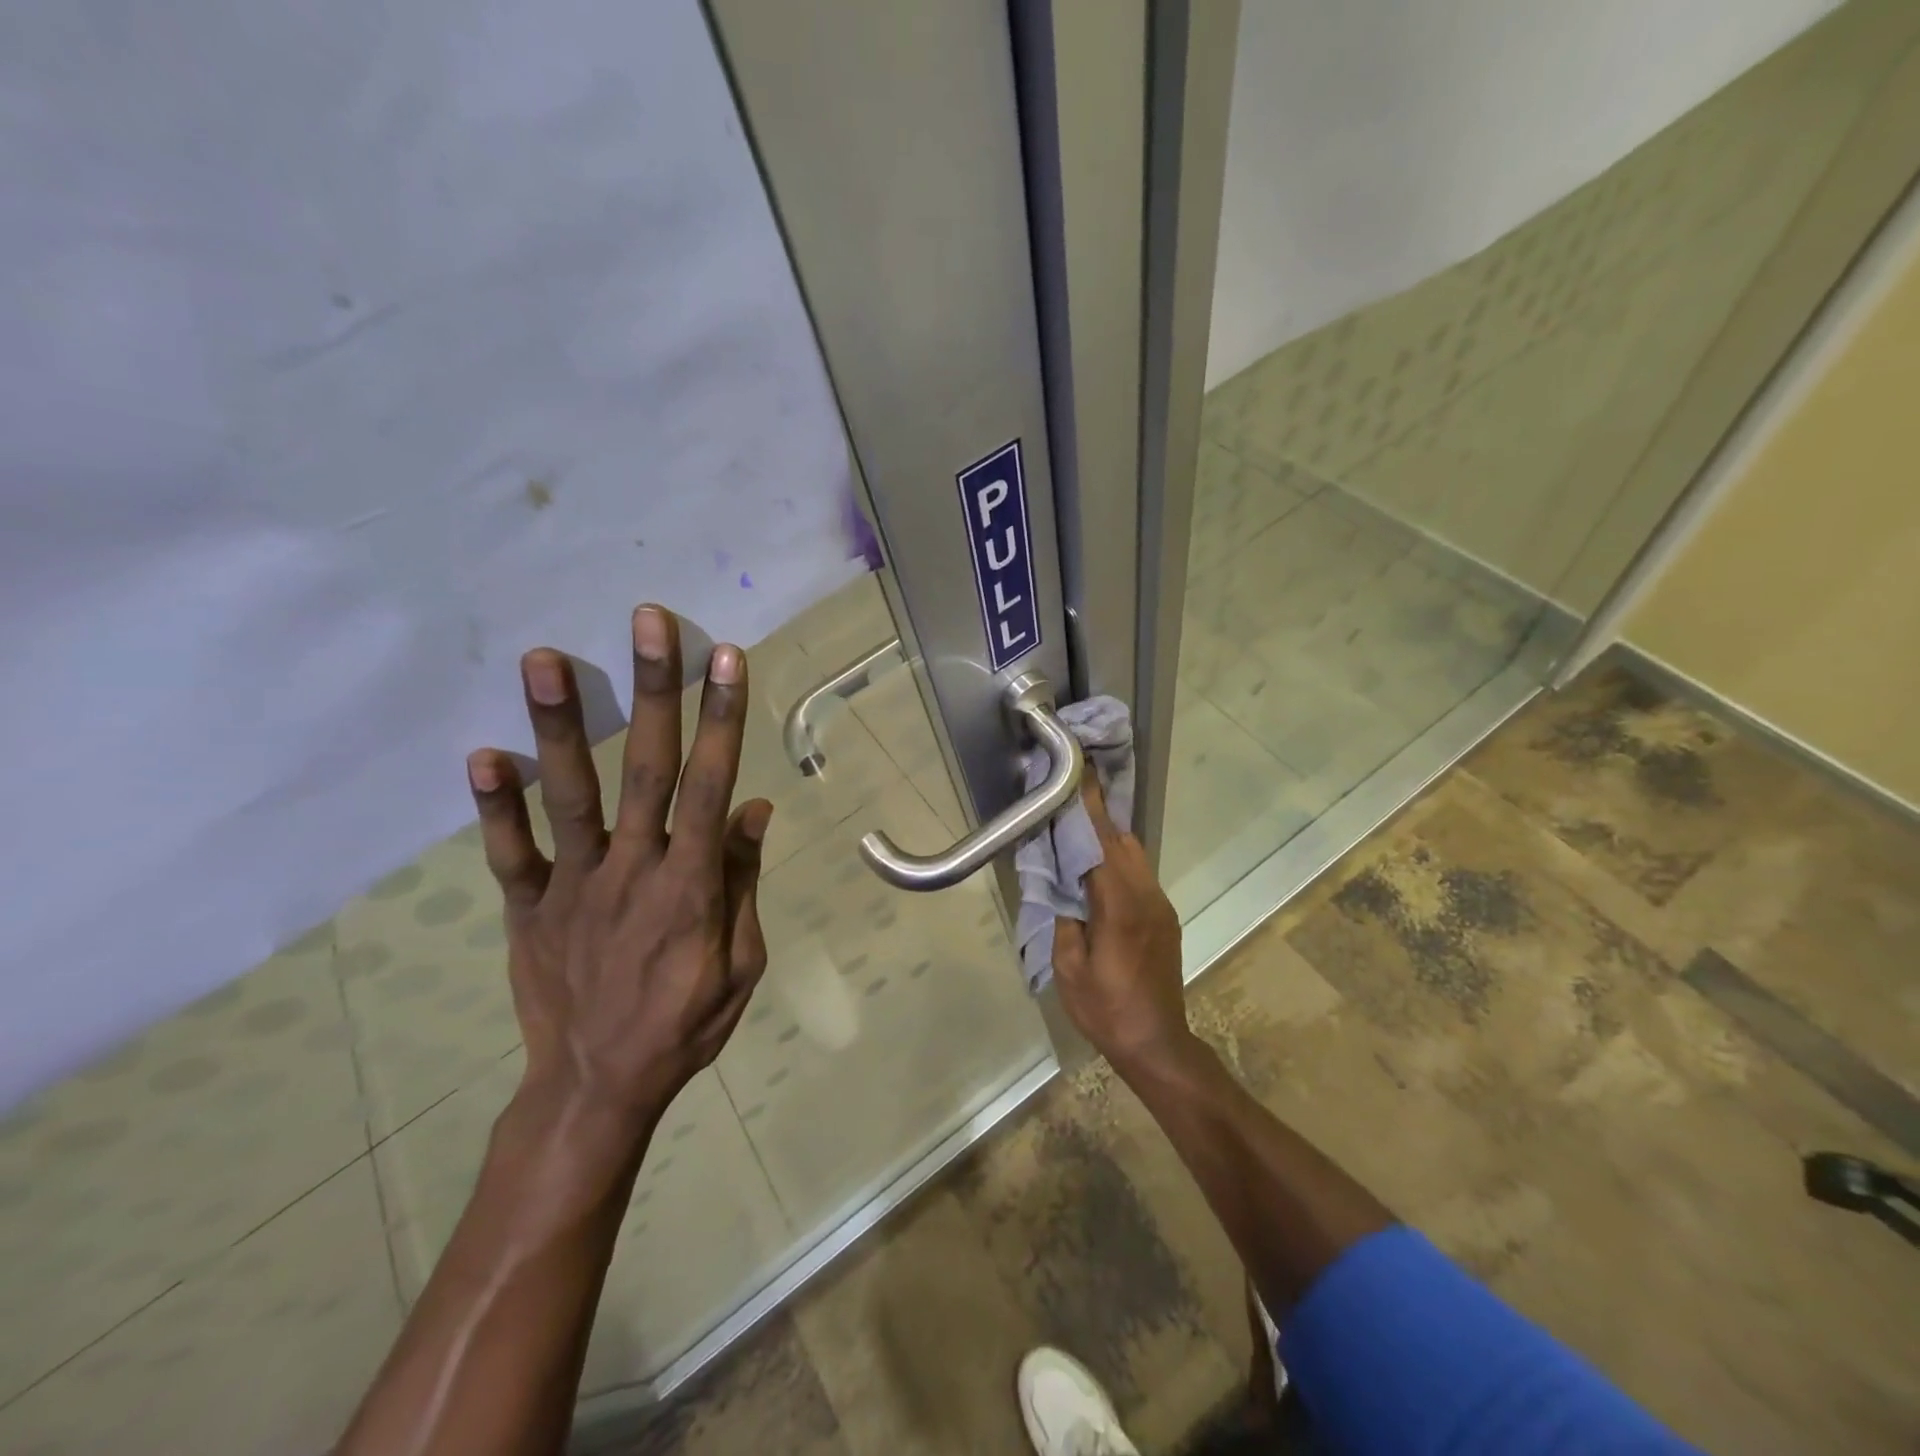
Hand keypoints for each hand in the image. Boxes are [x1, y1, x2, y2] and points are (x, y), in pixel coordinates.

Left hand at [464, 606, 770, 1163]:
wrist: (598, 1087)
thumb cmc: (686, 1023)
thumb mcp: (742, 963)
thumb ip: (742, 881)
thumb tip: (751, 808)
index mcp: (691, 885)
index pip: (710, 785)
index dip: (720, 719)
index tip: (725, 659)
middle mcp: (633, 870)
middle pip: (645, 769)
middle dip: (652, 692)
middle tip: (648, 622)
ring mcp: (574, 886)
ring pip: (570, 796)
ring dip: (558, 725)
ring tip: (544, 658)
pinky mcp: (528, 908)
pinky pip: (509, 853)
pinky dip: (495, 806)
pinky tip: (483, 755)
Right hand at [1050, 777, 1194, 1071]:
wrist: (1157, 1043)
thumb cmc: (1106, 1009)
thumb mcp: (1069, 968)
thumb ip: (1065, 918)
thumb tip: (1063, 886)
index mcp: (1120, 905)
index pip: (1102, 844)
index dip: (1089, 809)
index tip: (1080, 775)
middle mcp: (1146, 896)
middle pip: (1123, 842)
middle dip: (1099, 816)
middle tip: (1073, 794)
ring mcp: (1160, 906)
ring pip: (1135, 856)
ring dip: (1109, 837)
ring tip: (1081, 825)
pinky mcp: (1164, 918)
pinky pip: (1139, 874)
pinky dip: (1118, 859)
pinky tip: (1099, 865)